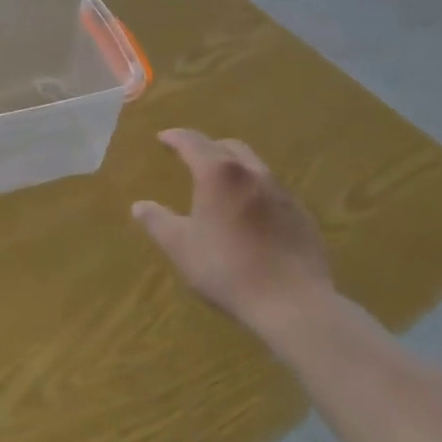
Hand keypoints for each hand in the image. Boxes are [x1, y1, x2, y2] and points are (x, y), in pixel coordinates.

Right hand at [133, 129, 333, 344]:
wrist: (294, 304)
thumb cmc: (227, 269)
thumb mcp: (181, 247)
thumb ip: (157, 222)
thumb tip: (139, 206)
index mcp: (218, 173)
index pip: (192, 141)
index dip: (175, 137)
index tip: (163, 138)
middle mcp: (252, 172)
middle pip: (228, 147)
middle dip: (207, 147)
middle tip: (192, 158)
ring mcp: (282, 192)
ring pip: (254, 166)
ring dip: (234, 168)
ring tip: (222, 186)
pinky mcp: (302, 215)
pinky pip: (273, 191)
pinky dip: (255, 191)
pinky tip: (251, 215)